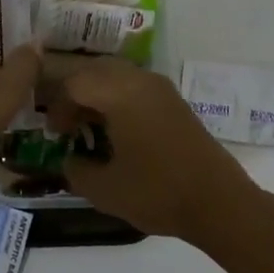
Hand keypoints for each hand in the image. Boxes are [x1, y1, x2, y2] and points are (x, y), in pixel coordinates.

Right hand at [50, 57, 260, 240]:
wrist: (218, 202)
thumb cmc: (157, 192)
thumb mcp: (104, 189)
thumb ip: (76, 170)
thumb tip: (71, 159)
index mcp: (120, 94)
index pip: (75, 84)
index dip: (58, 107)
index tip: (55, 135)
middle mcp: (141, 81)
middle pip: (96, 70)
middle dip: (75, 93)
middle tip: (68, 125)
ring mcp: (162, 89)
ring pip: (118, 75)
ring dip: (98, 94)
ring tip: (90, 127)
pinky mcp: (175, 102)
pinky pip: (136, 86)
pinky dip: (119, 99)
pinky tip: (117, 131)